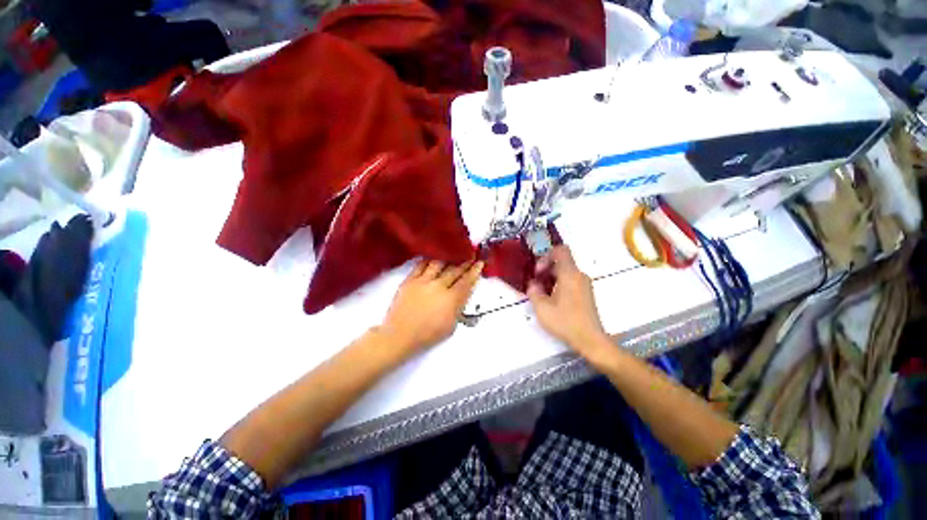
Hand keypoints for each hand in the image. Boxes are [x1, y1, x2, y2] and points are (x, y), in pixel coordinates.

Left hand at [380, 259, 483, 354]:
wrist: (400, 335)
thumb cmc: (427, 334)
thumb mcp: (451, 325)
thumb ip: (459, 307)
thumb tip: (464, 293)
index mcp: (451, 298)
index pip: (466, 281)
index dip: (474, 271)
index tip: (480, 263)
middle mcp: (438, 286)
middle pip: (455, 270)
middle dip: (465, 262)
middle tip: (471, 256)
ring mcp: (423, 281)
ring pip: (439, 263)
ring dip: (448, 258)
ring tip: (453, 253)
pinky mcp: (410, 280)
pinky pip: (421, 265)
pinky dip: (429, 260)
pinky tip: (433, 257)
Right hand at [527, 246, 607, 357]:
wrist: (590, 340)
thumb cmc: (565, 322)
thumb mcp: (542, 308)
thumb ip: (534, 291)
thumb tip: (533, 284)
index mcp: (569, 274)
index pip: (561, 250)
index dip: (546, 256)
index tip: (538, 271)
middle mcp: (579, 275)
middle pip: (562, 261)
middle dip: (546, 269)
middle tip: (536, 283)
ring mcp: (584, 285)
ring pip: (566, 272)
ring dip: (552, 277)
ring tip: (542, 293)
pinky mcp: (586, 293)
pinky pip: (571, 280)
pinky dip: (559, 284)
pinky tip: (553, 300)